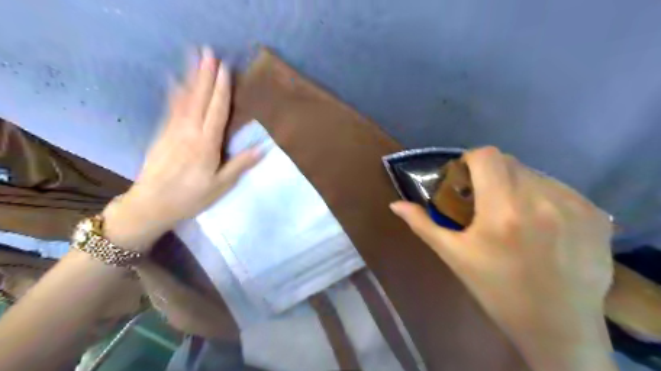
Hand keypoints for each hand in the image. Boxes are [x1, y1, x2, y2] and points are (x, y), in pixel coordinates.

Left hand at [102, 46, 260, 248]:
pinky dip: (174, 91)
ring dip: (190, 77)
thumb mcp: (221, 185)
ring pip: (183, 99)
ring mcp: (172, 130)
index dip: (222, 89)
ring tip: (193, 57)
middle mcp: (189, 132)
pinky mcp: (161, 133)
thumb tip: (263, 147)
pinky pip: (170, 107)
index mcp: (206, 144)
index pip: (216, 111)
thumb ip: (240, 164)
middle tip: (209, 52)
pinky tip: (174, 80)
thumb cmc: (191, 197)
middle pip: (199, 99)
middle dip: (205, 75)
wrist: (151, 204)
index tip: (225, 69)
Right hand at [392, 146, 613, 370]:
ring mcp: (574, 205)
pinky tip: (539, 224)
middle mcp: (541, 199)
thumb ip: (423, 224)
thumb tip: (395, 205)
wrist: (557, 327)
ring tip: (512, 215)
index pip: (486, 155)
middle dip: (491, 174)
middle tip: (484, 201)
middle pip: (509, 162)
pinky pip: (559, 188)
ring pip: (534, 173)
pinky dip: (542, 196)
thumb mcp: (453, 256)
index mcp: (502, 209)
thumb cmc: (496, 290)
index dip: (470, 160)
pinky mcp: (595, 214)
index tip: (464, 180)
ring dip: (516, 185)